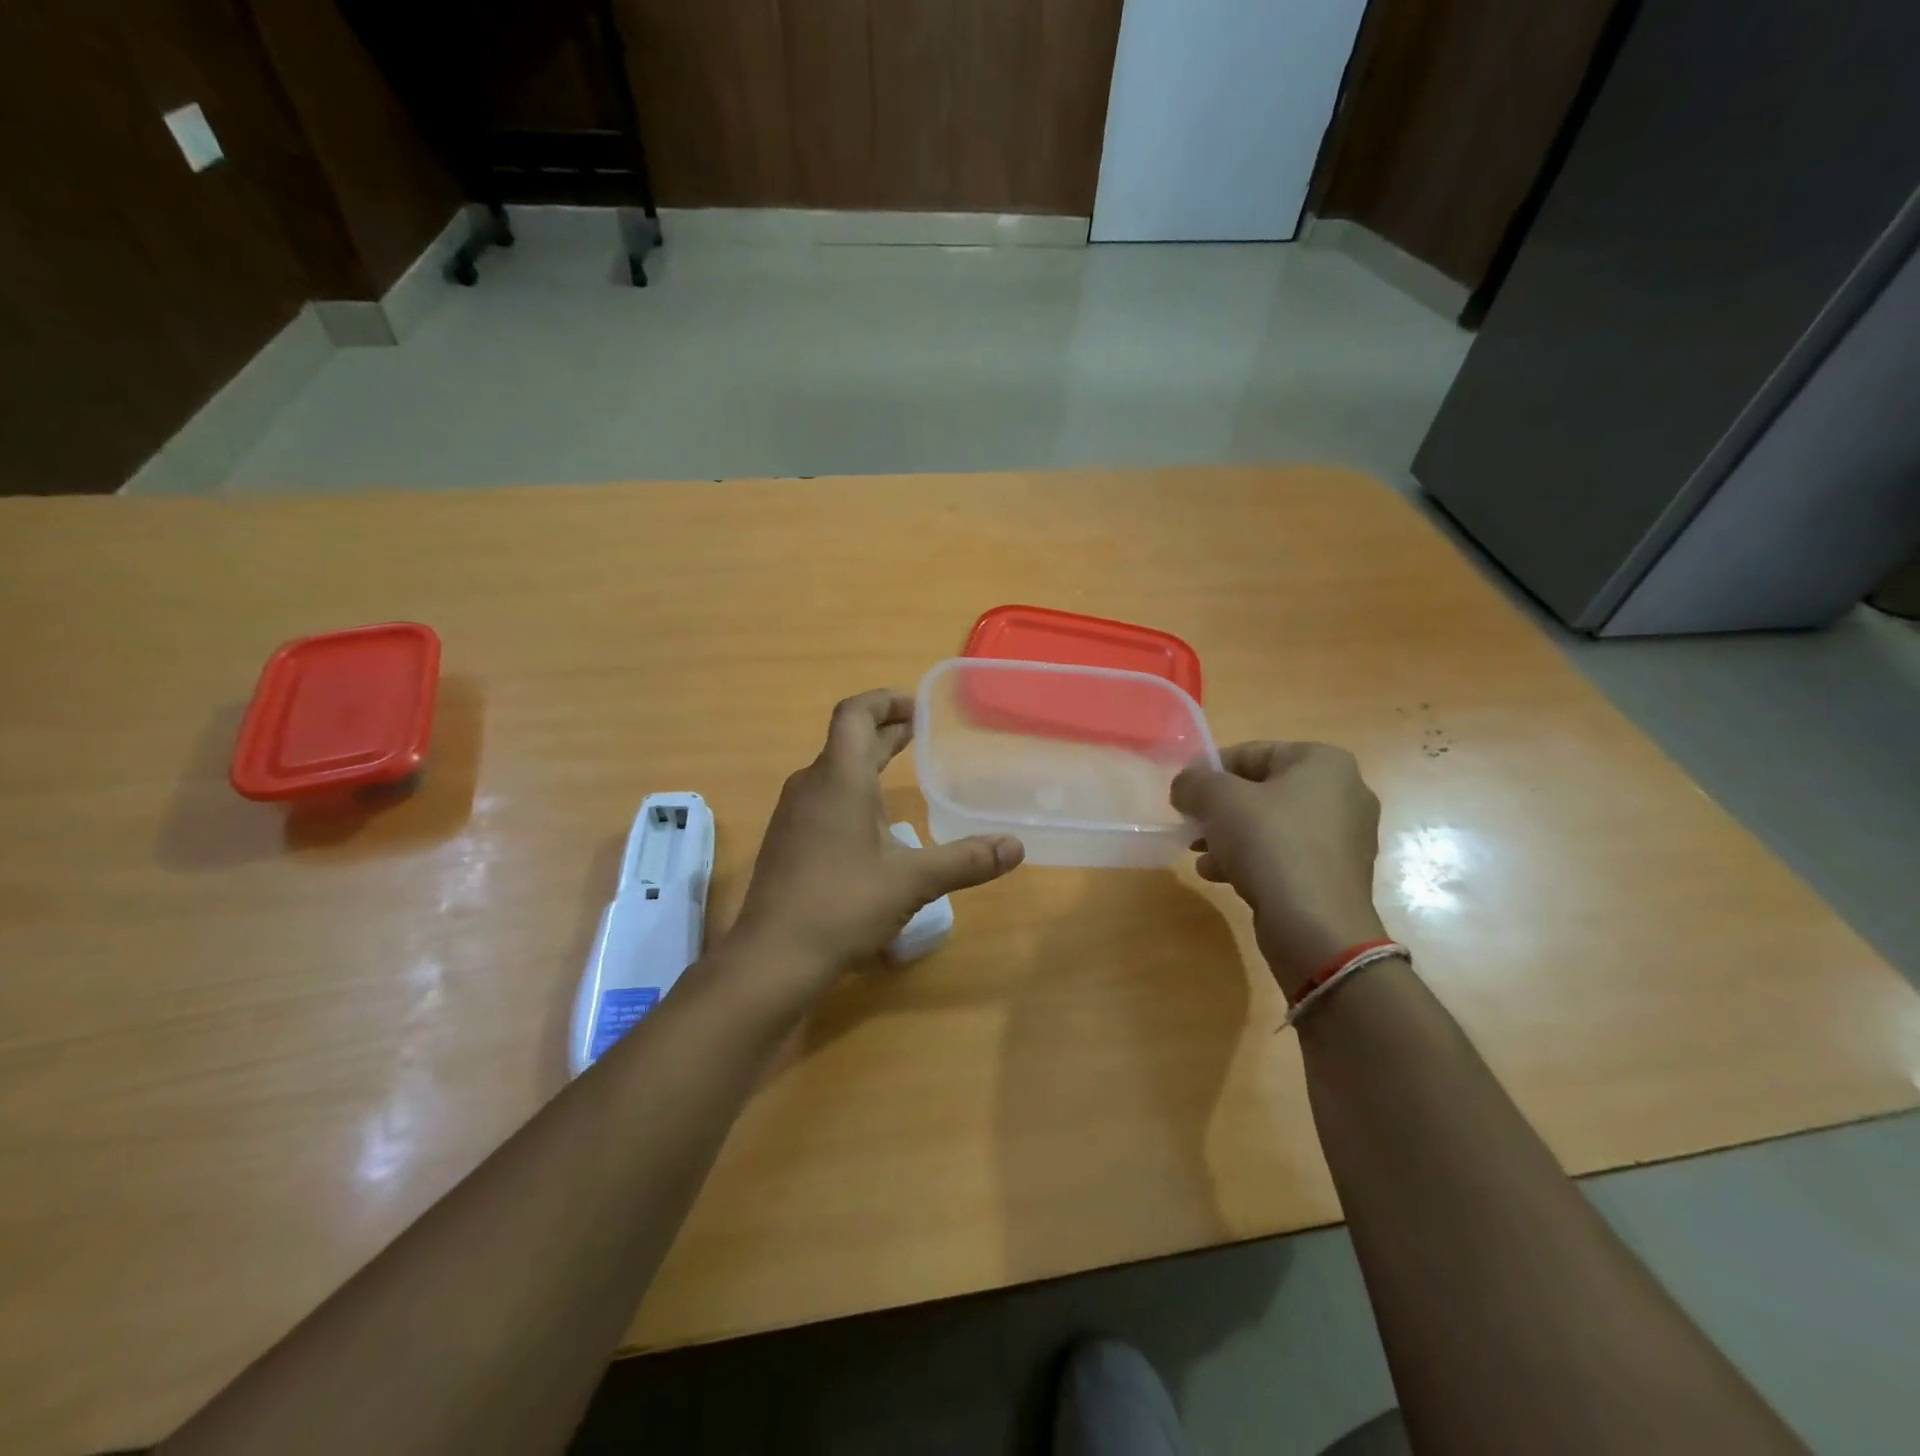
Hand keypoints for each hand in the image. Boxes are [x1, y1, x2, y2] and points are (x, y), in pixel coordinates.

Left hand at [731, 690, 1024, 986]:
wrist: (772, 957)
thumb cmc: (843, 905)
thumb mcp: (912, 881)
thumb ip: (965, 860)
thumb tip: (1015, 847)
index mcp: (839, 778)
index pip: (855, 713)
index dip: (885, 700)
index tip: (918, 707)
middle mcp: (811, 785)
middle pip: (848, 740)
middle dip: (886, 731)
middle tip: (922, 732)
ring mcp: (794, 814)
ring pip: (834, 770)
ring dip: (867, 762)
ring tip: (902, 771)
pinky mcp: (788, 840)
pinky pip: (823, 797)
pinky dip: (852, 791)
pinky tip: (873, 824)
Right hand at [1171, 742, 1386, 996]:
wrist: (1316, 926)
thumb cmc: (1270, 844)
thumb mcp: (1218, 800)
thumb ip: (1194, 782)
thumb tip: (1185, 785)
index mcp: (1324, 762)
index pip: (1253, 752)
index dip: (1210, 770)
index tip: (1183, 794)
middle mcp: (1343, 793)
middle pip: (1262, 790)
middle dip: (1220, 808)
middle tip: (1191, 824)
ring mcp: (1343, 837)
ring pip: (1271, 825)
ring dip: (1230, 835)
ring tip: (1199, 853)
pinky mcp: (1335, 874)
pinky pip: (1285, 855)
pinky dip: (1252, 859)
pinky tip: (1219, 875)